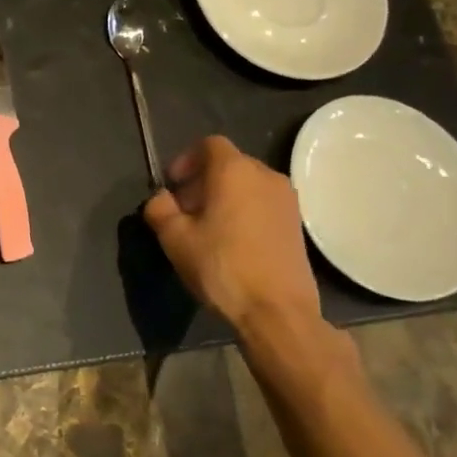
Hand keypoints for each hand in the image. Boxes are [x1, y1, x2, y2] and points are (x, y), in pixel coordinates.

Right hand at [143, 136, 322, 330]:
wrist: (277, 311)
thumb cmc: (221, 267)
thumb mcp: (174, 238)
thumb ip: (159, 208)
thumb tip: (160, 198)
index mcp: (234, 171)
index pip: (209, 144)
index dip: (185, 160)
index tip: (173, 187)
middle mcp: (266, 176)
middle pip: (228, 164)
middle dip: (202, 180)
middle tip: (184, 210)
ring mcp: (287, 200)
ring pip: (247, 184)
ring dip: (223, 197)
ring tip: (207, 229)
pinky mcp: (297, 224)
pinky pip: (262, 203)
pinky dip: (243, 211)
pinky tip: (231, 243)